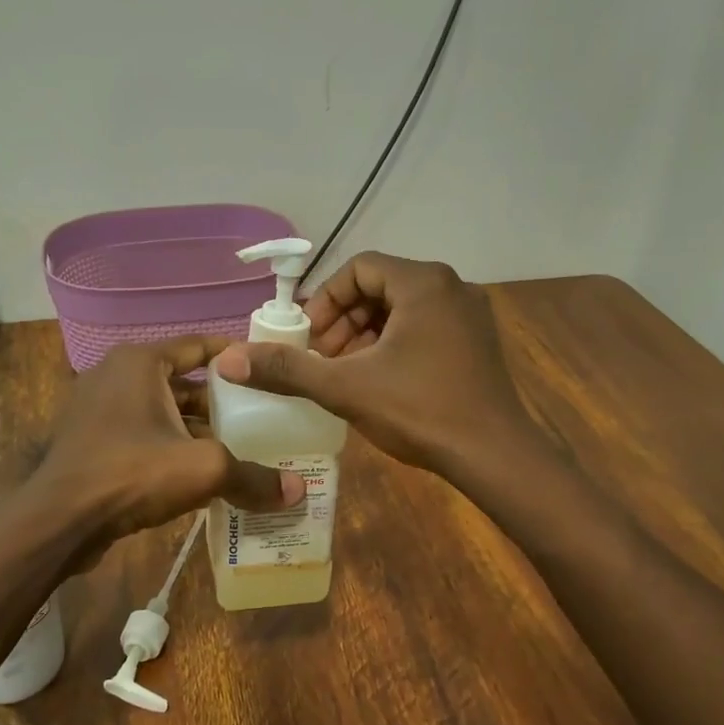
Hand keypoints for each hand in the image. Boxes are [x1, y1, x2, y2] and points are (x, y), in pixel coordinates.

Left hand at [26, 336, 304, 562]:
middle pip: (182, 382)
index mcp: (140, 363)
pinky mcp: (90, 441)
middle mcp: (116, 375)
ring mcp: (98, 408)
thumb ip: (252, 476)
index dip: (235, 356)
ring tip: (239, 448)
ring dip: (196, 429)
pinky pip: (142, 434)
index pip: (198, 345)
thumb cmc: (132, 473)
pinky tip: (199, 473)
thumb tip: (298, 492)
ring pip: (162, 412)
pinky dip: (170, 446)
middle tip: (261, 417)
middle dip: (220, 401)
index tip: (267, 370)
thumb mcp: (204, 469)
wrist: (59, 520)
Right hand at [215, 253, 539, 479]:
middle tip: (323, 358)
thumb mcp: (345, 387)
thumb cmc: (420, 411)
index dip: (325, 300)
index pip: (358, 268)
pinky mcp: (479, 341)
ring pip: (403, 309)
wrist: (495, 456)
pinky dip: (396, 344)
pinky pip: (426, 327)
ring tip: (346, 372)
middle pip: (381, 286)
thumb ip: (286, 370)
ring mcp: (471, 314)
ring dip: (367, 334)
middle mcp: (452, 286)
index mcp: (423, 282)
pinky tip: (381, 381)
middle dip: (344, 320)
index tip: (308, 338)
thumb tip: (228, 360)